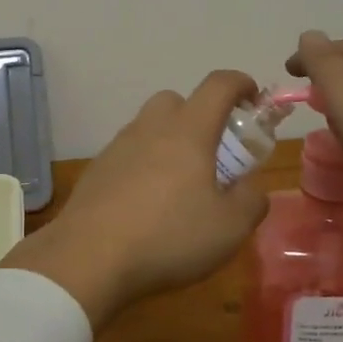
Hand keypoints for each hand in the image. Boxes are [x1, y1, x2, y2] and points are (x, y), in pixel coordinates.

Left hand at [3, 71, 270, 328]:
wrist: (89, 257)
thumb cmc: (168, 236)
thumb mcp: (230, 228)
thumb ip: (250, 200)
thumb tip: (248, 186)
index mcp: (188, 131)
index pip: (218, 86)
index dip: (240, 84)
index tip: (253, 99)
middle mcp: (150, 127)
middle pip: (177, 100)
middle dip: (200, 115)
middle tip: (214, 152)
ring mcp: (118, 146)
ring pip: (149, 127)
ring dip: (170, 142)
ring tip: (181, 185)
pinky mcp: (97, 169)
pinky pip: (129, 154)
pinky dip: (144, 165)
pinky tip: (148, 204)